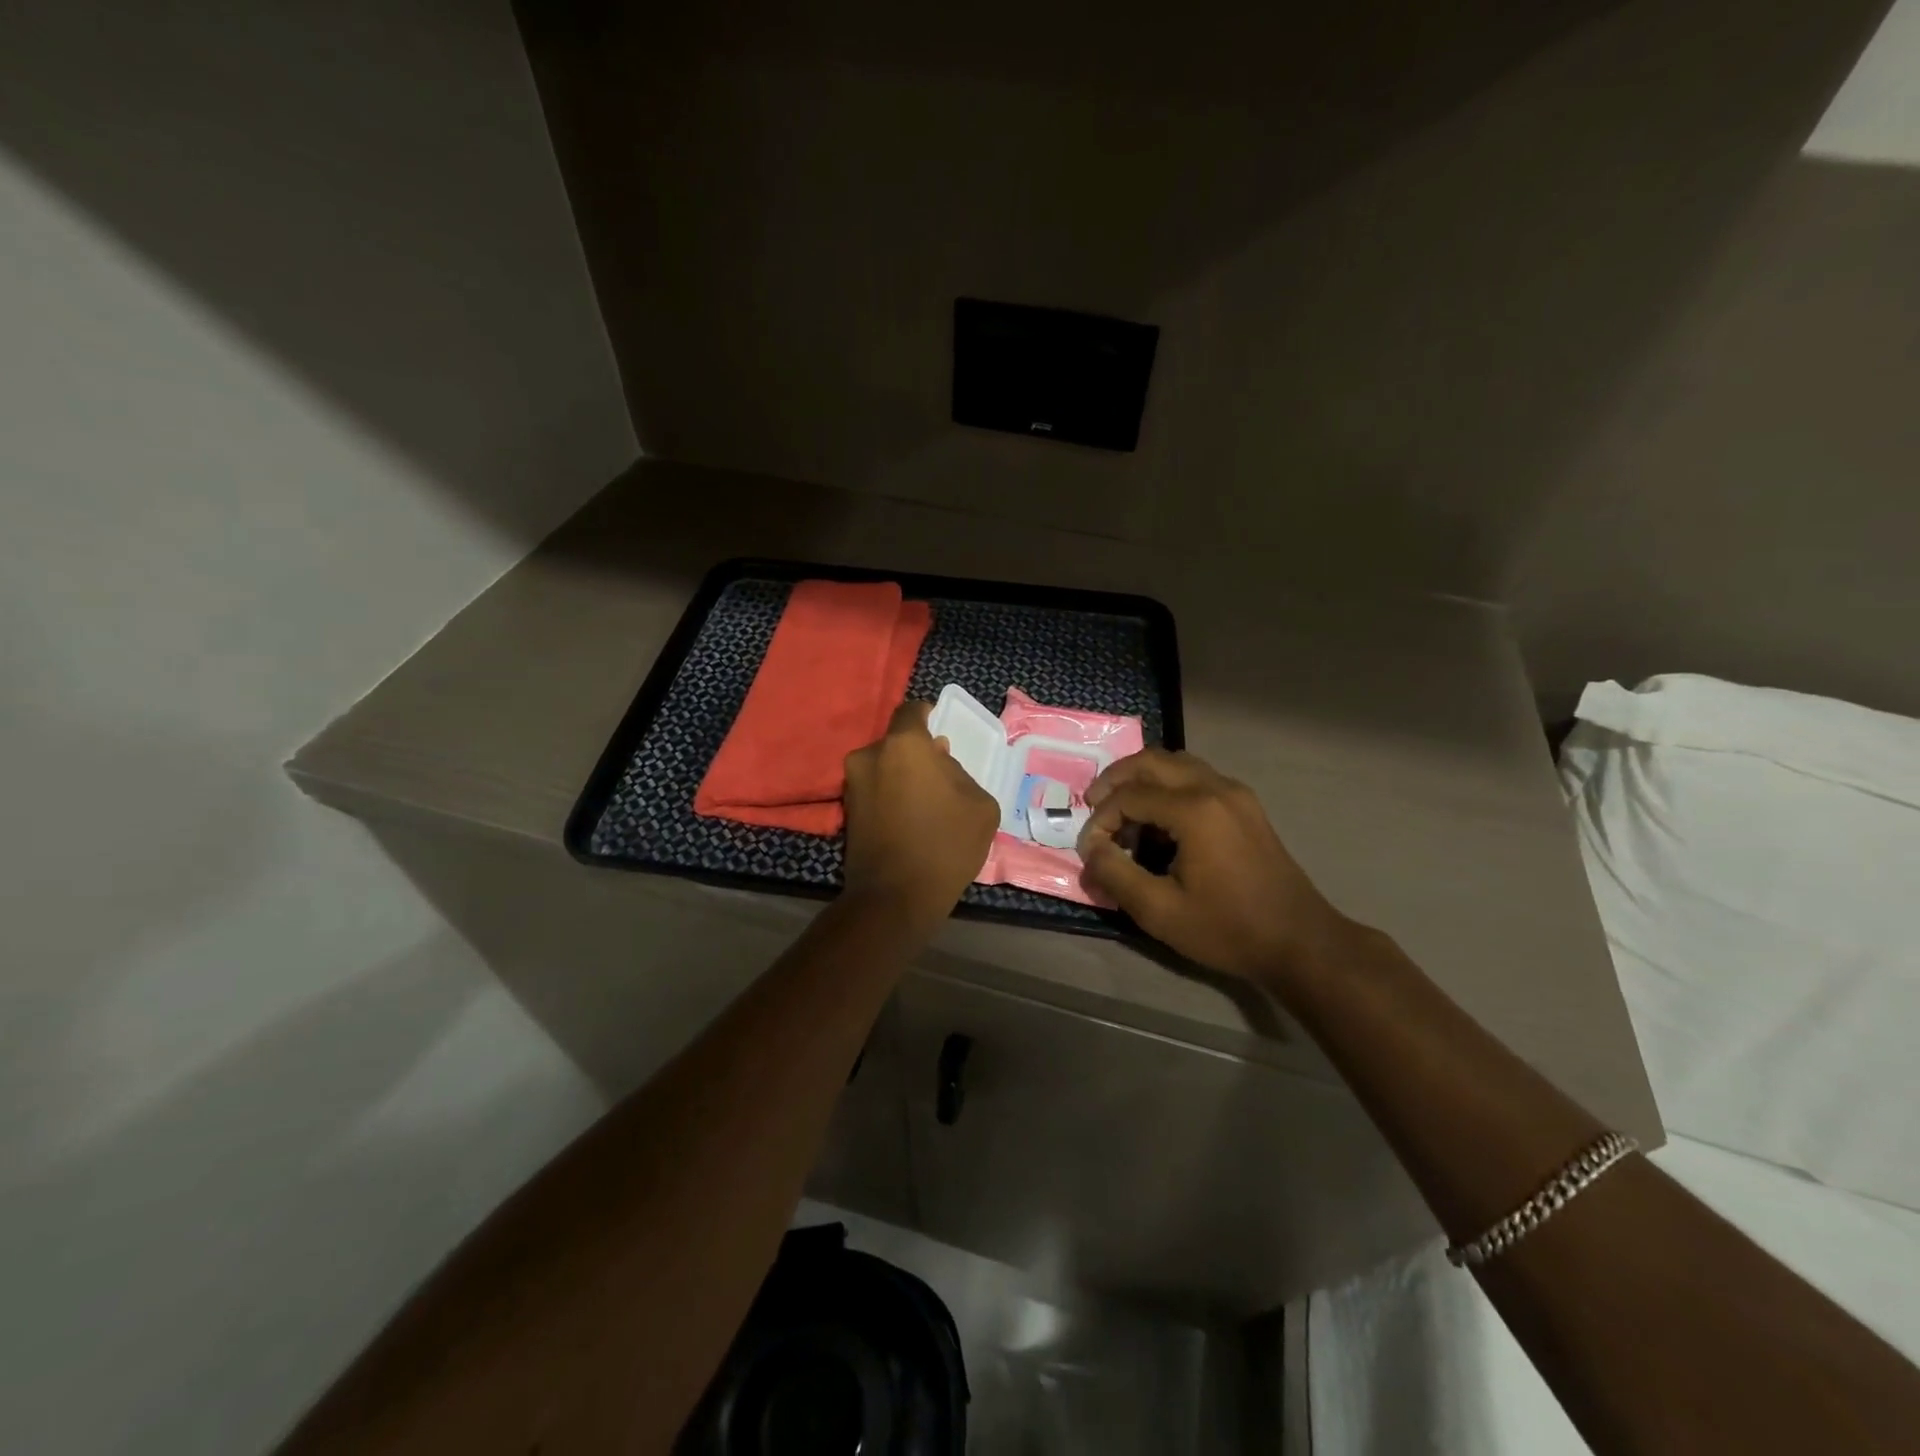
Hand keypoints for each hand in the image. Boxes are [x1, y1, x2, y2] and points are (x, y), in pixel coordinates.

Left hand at [843, 700, 999, 920]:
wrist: (895, 897)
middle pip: (897, 743)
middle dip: (917, 753)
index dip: (927, 715)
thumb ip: (959, 772)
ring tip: (925, 802)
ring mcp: (852, 784)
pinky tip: (908, 818)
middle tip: (940, 775)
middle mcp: (870, 755)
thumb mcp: (979, 804)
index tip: (940, 727)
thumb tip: (940, 765)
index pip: (912, 711)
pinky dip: (889, 795)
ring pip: (884, 766)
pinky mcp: (846, 811)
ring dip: (902, 775)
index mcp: (903, 745)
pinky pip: (874, 789)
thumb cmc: (945, 844)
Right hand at [1077, 748, 1342, 985]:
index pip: (1129, 795)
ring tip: (1122, 810)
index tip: (1090, 850)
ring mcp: (1235, 793)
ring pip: (1175, 763)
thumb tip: (1092, 848)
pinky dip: (1167, 786)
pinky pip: (1196, 777)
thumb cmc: (1228, 929)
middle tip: (1094, 807)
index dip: (1101, 819)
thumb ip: (1115, 874)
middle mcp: (1216, 788)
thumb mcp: (1160, 911)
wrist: (1300, 942)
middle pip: (1151, 761)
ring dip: (1142, 779)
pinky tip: (1158, 820)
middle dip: (1115, 780)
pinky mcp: (1245, 805)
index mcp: (1195, 810)